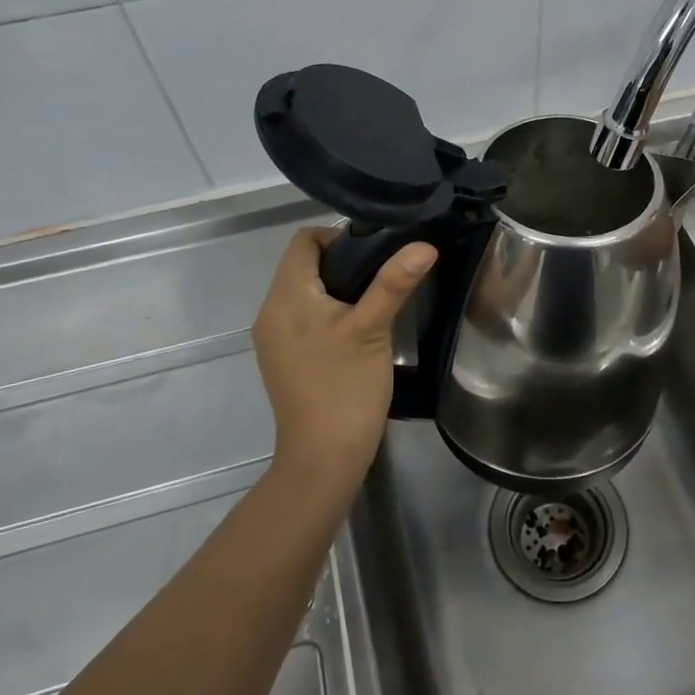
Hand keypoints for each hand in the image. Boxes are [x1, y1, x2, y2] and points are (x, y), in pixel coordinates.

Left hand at [251, 227, 435, 498]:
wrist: (323, 459)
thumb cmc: (345, 388)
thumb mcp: (373, 330)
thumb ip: (394, 282)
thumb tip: (424, 244)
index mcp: (285, 297)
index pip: (304, 240)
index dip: (339, 236)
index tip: (376, 254)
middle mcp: (271, 311)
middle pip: (304, 265)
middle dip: (343, 262)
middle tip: (383, 276)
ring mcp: (274, 338)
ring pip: (305, 292)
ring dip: (338, 288)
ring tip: (376, 302)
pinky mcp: (283, 358)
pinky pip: (304, 317)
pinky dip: (328, 312)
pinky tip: (358, 330)